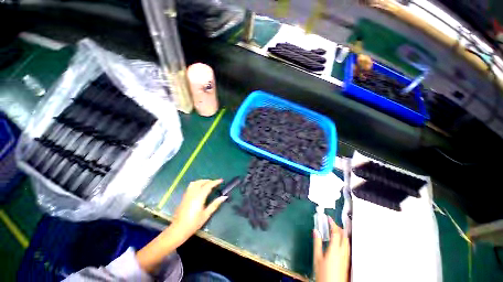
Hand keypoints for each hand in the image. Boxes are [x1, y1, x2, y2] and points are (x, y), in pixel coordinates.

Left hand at [170, 179, 226, 241]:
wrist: (178, 229)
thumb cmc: (194, 223)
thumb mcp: (206, 214)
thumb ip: (215, 204)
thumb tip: (224, 197)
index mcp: (199, 197)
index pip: (208, 185)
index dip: (215, 182)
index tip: (221, 180)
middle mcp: (193, 193)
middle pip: (201, 182)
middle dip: (209, 181)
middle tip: (215, 183)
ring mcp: (187, 195)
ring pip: (195, 183)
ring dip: (202, 181)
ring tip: (207, 184)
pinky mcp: (184, 197)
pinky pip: (191, 186)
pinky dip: (197, 184)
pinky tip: (199, 189)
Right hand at [313, 216, 349, 281]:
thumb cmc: (323, 274)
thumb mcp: (317, 258)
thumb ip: (317, 243)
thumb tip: (316, 231)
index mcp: (335, 249)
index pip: (336, 232)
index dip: (333, 223)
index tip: (329, 218)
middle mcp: (342, 252)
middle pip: (344, 236)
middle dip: (339, 227)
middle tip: (332, 223)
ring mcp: (346, 257)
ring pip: (347, 241)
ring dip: (342, 233)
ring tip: (336, 230)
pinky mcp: (347, 262)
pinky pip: (347, 247)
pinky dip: (343, 240)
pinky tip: (339, 242)